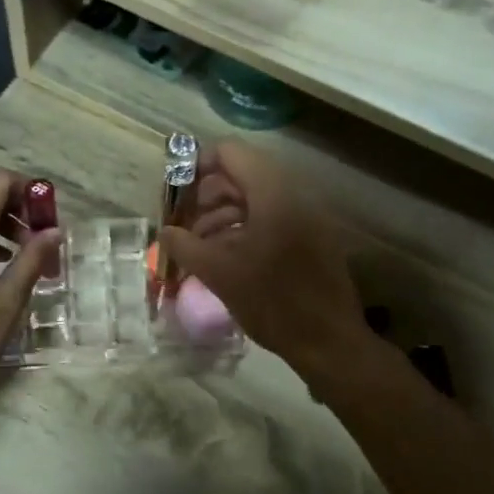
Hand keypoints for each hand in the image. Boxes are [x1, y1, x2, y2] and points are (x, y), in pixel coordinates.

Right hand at [159, 141, 365, 367]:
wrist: (328, 341)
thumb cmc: (272, 302)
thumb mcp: (219, 273)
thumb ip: (185, 246)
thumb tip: (165, 231)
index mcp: (273, 193)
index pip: (230, 152)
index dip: (197, 166)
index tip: (175, 196)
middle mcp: (293, 194)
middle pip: (241, 174)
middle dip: (206, 196)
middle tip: (183, 225)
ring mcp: (306, 215)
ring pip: (255, 198)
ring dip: (223, 214)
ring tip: (199, 246)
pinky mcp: (311, 236)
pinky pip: (271, 217)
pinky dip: (244, 228)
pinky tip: (224, 256)